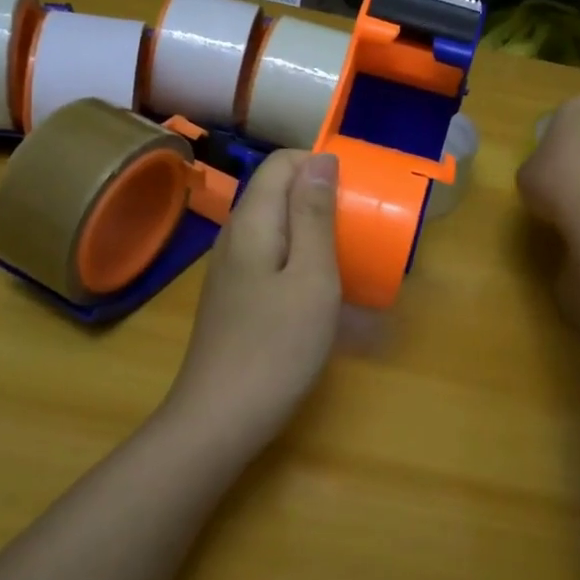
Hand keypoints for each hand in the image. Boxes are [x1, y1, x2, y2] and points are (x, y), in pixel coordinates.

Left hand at [164, 150, 342, 449]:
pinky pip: (268, 254)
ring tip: (346, 250)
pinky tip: (317, 285)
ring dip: (311, 226)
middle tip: (359, 223)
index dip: (320, 164)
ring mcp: (229, 268)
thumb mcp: (311, 276)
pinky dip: (297, 255)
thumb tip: (320, 159)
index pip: (282, 163)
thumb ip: (314, 215)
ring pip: (273, 224)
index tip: (358, 189)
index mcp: (251, 221)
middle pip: (275, 191)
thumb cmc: (277, 346)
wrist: (219, 419)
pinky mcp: (233, 296)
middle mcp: (233, 235)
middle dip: (319, 194)